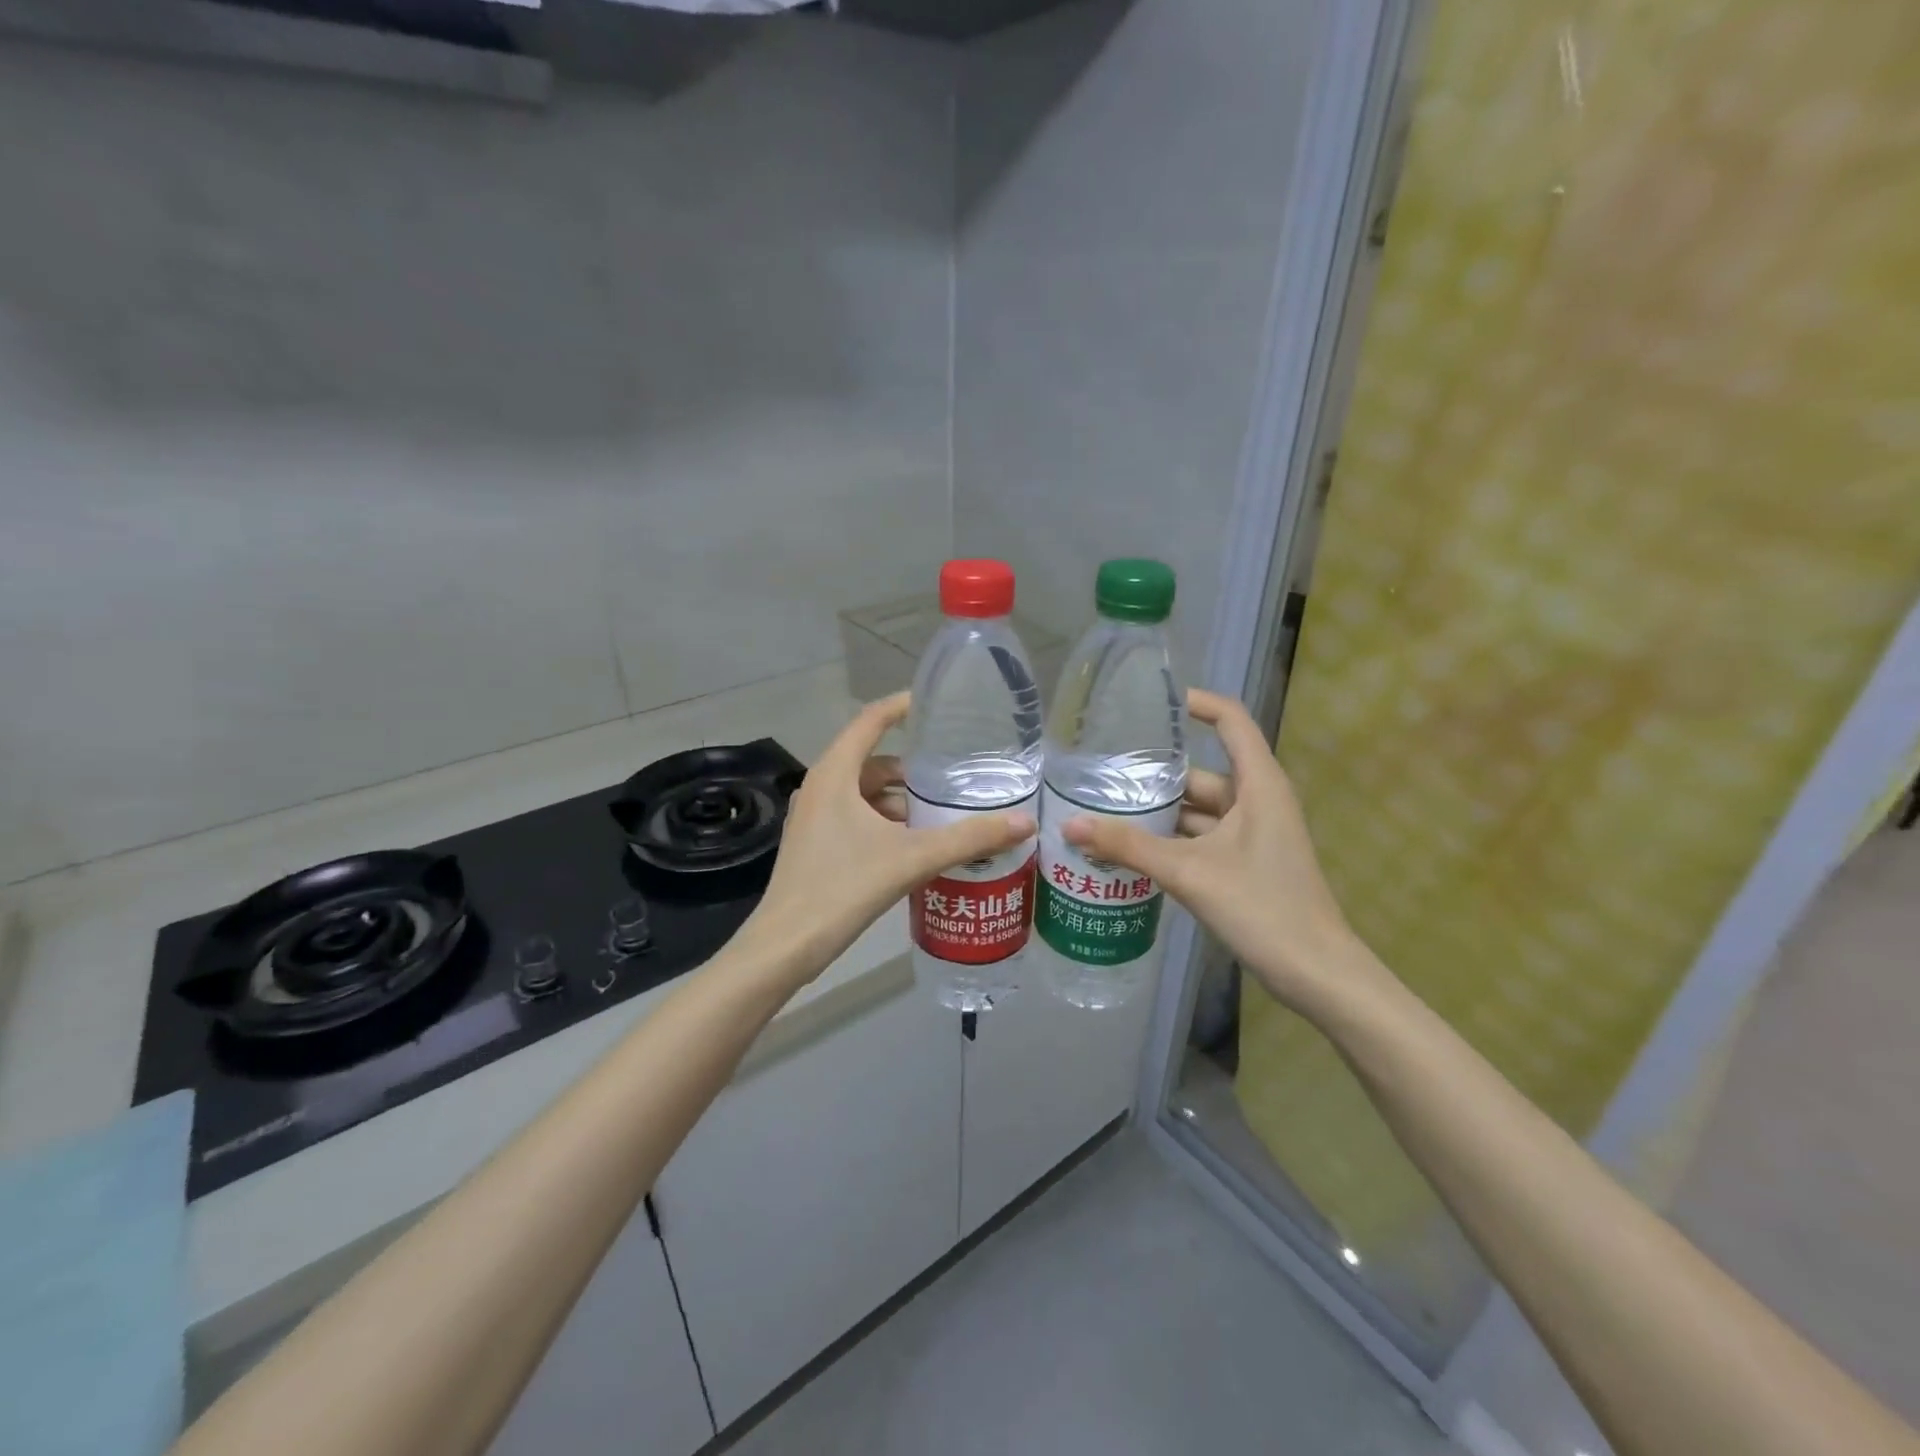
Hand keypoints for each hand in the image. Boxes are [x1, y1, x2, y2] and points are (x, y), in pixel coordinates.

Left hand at [743, 694, 1034, 979]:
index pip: (870, 721)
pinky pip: (854, 816)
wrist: (787, 944)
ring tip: (939, 814)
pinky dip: (883, 820)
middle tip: (951, 775)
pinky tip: (912, 844)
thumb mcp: (914, 858)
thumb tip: (1025, 822)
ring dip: (898, 799)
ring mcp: (813, 817)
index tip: (934, 704)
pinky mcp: (814, 843)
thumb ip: (969, 838)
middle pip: (871, 761)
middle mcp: (820, 787)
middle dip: (910, 768)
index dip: (902, 707)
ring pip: (863, 793)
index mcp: (835, 774)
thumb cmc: (845, 887)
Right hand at [1061, 689, 1382, 1013]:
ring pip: (1197, 810)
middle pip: (1201, 772)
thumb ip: (1129, 847)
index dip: (1196, 702)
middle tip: (1100, 771)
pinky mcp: (1244, 863)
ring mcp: (1252, 834)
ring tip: (1103, 809)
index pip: (1230, 720)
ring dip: (1158, 813)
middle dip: (1154, 774)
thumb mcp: (1189, 872)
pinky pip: (1200, 838)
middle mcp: (1256, 801)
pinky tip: (1129, 849)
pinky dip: (1169, 840)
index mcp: (1258, 784)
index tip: (1149, 702)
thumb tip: (1070, 826)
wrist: (1316, 974)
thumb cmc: (1263, 908)